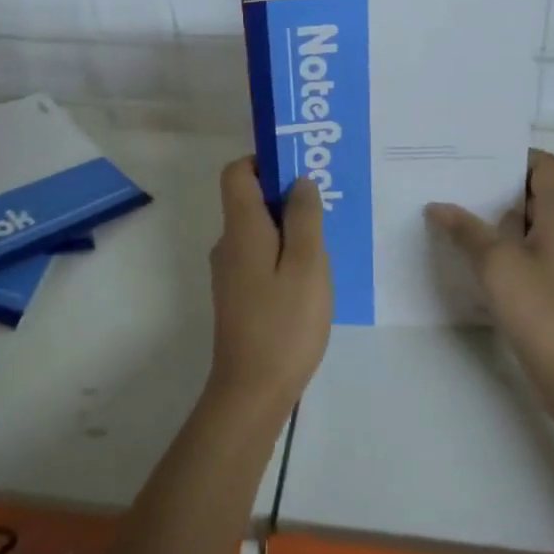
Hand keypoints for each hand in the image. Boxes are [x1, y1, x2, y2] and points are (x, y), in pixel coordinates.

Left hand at [206, 157, 333, 411]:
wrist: (252, 392)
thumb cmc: (284, 323)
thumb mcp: (307, 264)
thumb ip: (304, 217)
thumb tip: (299, 181)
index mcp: (241, 229)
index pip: (237, 172)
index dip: (264, 161)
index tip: (299, 170)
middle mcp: (228, 244)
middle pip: (249, 199)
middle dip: (285, 194)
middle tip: (325, 206)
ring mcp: (230, 272)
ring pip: (258, 230)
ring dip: (288, 227)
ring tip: (325, 242)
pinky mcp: (238, 295)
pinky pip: (259, 256)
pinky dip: (282, 252)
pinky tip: (310, 276)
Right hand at [427, 150, 553, 417]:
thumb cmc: (542, 308)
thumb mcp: (497, 263)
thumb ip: (466, 230)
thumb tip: (438, 206)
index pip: (543, 164)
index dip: (512, 156)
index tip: (473, 158)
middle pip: (532, 190)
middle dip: (493, 184)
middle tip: (451, 181)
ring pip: (526, 222)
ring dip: (494, 217)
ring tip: (451, 212)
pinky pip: (526, 249)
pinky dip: (501, 244)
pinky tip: (467, 252)